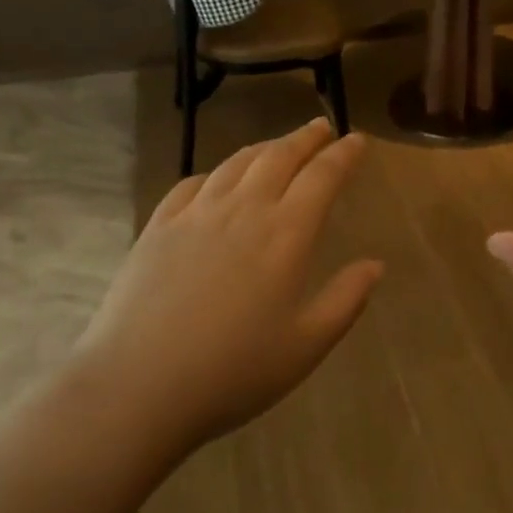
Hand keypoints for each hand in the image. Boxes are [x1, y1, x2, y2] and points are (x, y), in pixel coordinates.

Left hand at [74, 118, 383, 453]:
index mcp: (285, 234)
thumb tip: (375, 265)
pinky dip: (215, 172)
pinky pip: (192, 184)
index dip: (343, 154)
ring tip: (278, 146)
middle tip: (321, 127)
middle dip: (305, 138)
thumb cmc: (233, 372)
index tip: (357, 140)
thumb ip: (345, 300)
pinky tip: (216, 180)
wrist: (138, 385)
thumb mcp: (305, 346)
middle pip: (279, 157)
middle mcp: (243, 210)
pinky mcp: (158, 226)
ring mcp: (196, 214)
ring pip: (236, 163)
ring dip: (264, 148)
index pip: (322, 177)